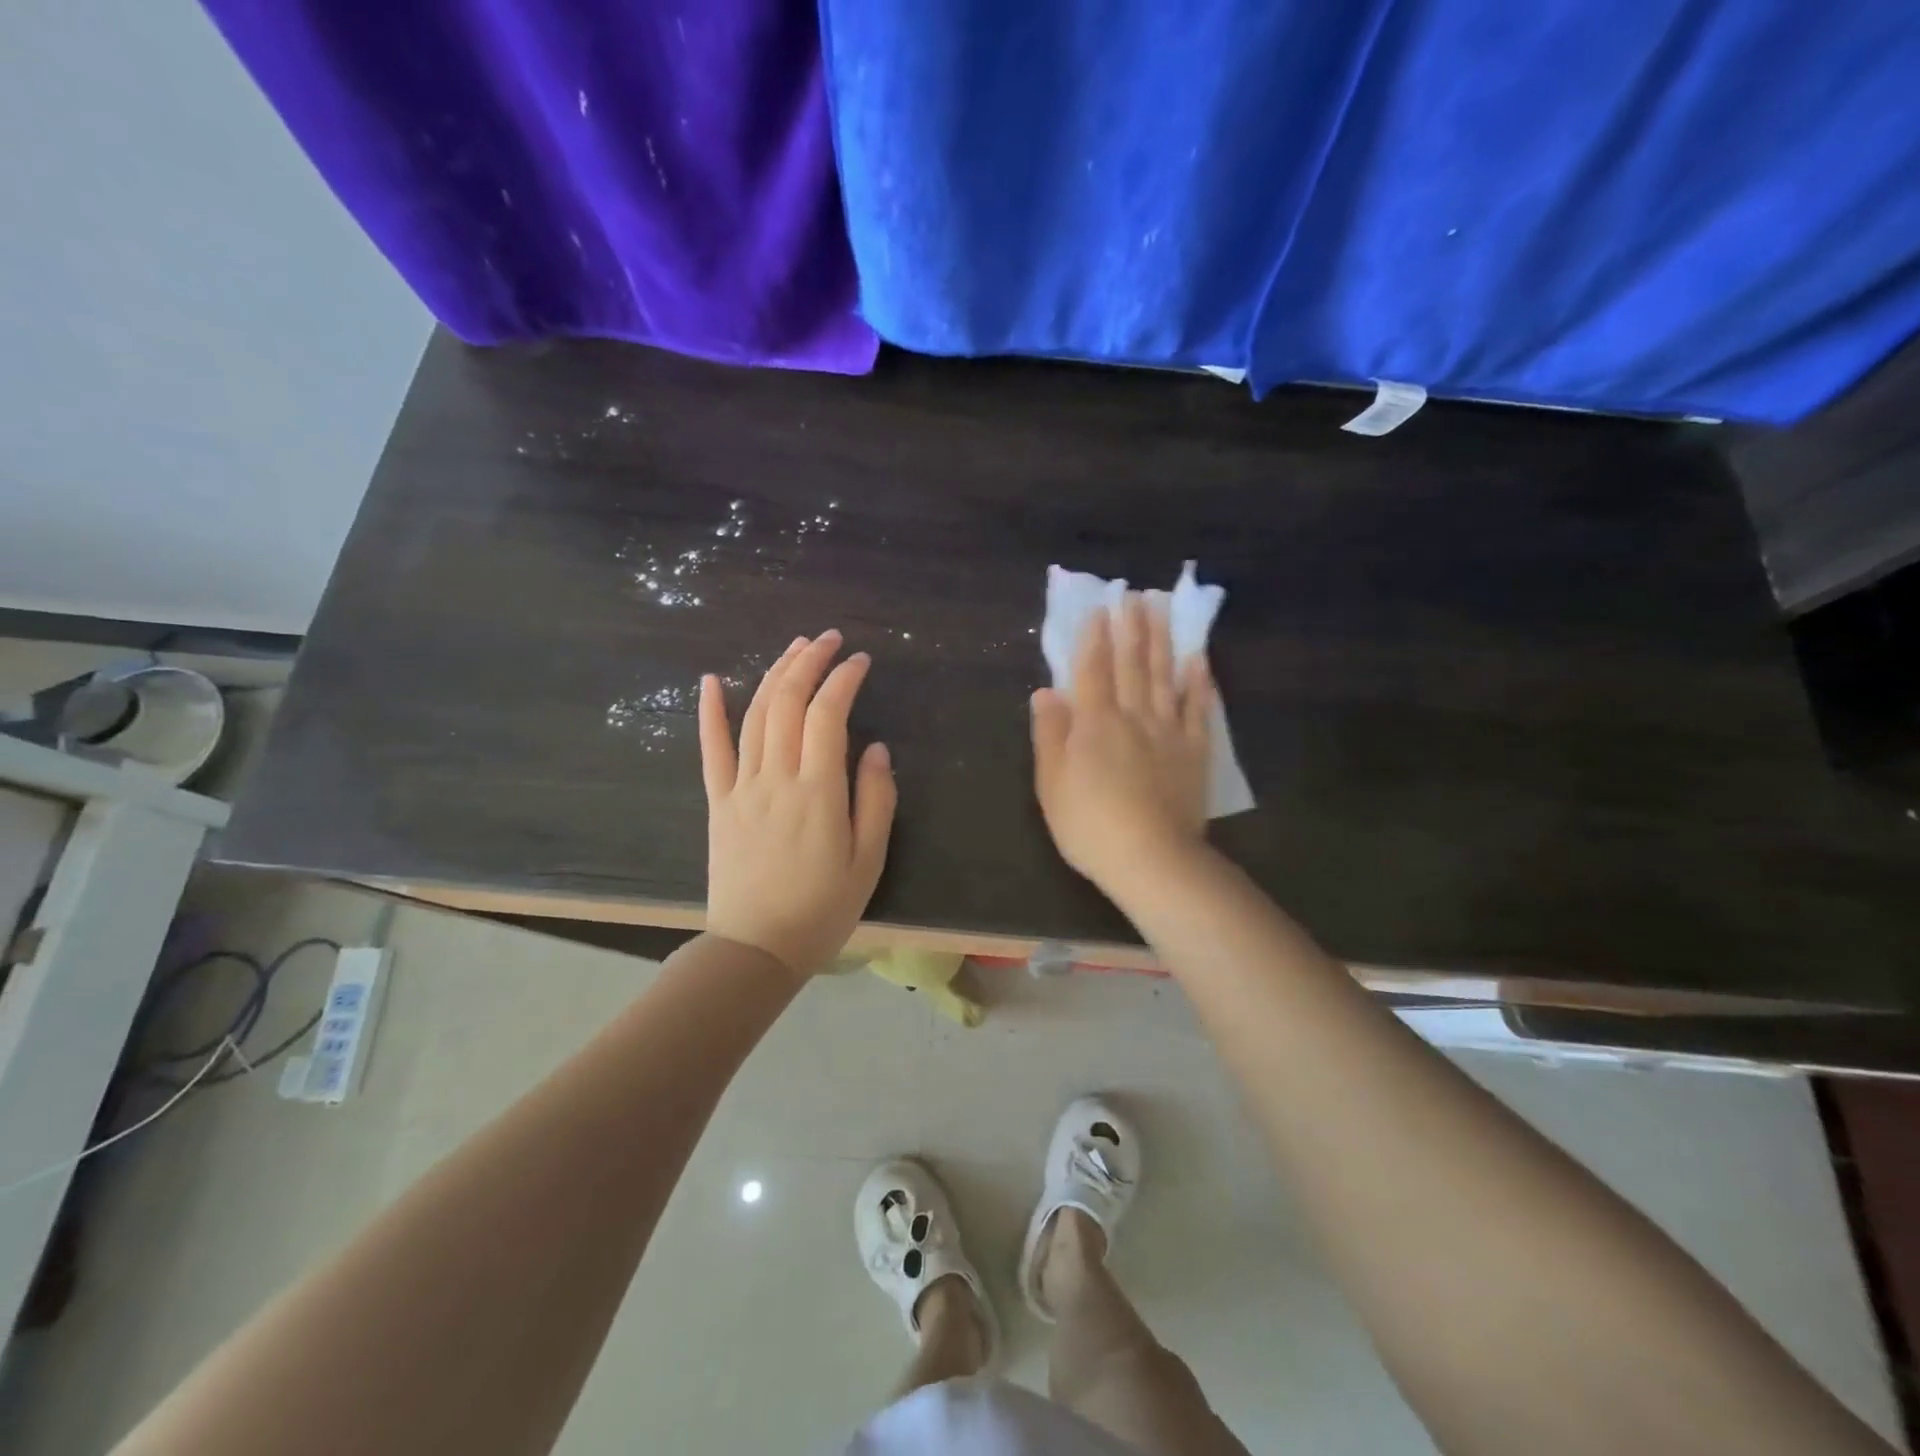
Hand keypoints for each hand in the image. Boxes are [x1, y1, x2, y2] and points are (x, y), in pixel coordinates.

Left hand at [698, 631, 895, 976]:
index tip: (861, 660)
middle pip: (788, 702)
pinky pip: (711, 749)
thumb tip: (874, 749)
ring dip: (775, 674)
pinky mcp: (719, 802)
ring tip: (795, 648)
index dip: (844, 679)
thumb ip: (875, 801)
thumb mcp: (868, 862)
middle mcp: (777, 778)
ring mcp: (742, 787)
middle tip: (830, 639)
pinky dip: (710, 712)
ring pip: (755, 715)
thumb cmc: (822, 909)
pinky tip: (712, 680)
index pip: (828, 715)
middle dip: (810, 662)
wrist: (756, 949)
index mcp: (818, 792)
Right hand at [1030, 594, 1212, 898]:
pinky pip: (1197, 708)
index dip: (1093, 638)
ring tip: (1161, 609)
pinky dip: (1198, 681)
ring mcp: (1168, 731)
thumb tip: (1046, 692)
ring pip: (1164, 676)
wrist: (1151, 858)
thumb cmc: (1090, 825)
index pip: (1092, 670)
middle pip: (1132, 664)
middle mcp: (1133, 716)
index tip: (1099, 608)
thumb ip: (1050, 734)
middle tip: (1135, 595)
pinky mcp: (1194, 751)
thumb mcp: (1052, 784)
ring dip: (1162, 641)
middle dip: (1131, 628)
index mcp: (1094, 723)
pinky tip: (1198, 658)